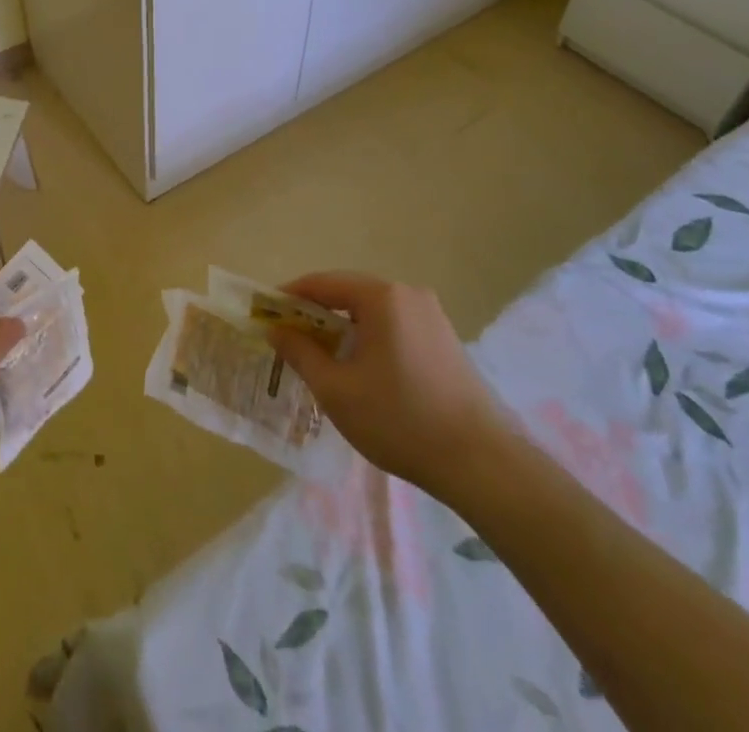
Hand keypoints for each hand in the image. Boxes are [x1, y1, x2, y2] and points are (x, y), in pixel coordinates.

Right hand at [268, 272, 511, 504]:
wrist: (482, 464)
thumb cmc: (400, 420)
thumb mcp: (337, 390)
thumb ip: (300, 353)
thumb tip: (275, 329)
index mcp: (382, 297)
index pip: (323, 283)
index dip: (290, 297)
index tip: (266, 314)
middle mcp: (409, 295)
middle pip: (349, 294)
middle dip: (316, 314)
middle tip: (290, 339)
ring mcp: (432, 316)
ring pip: (373, 313)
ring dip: (343, 329)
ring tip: (321, 357)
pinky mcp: (446, 340)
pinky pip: (395, 327)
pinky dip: (370, 339)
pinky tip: (361, 370)